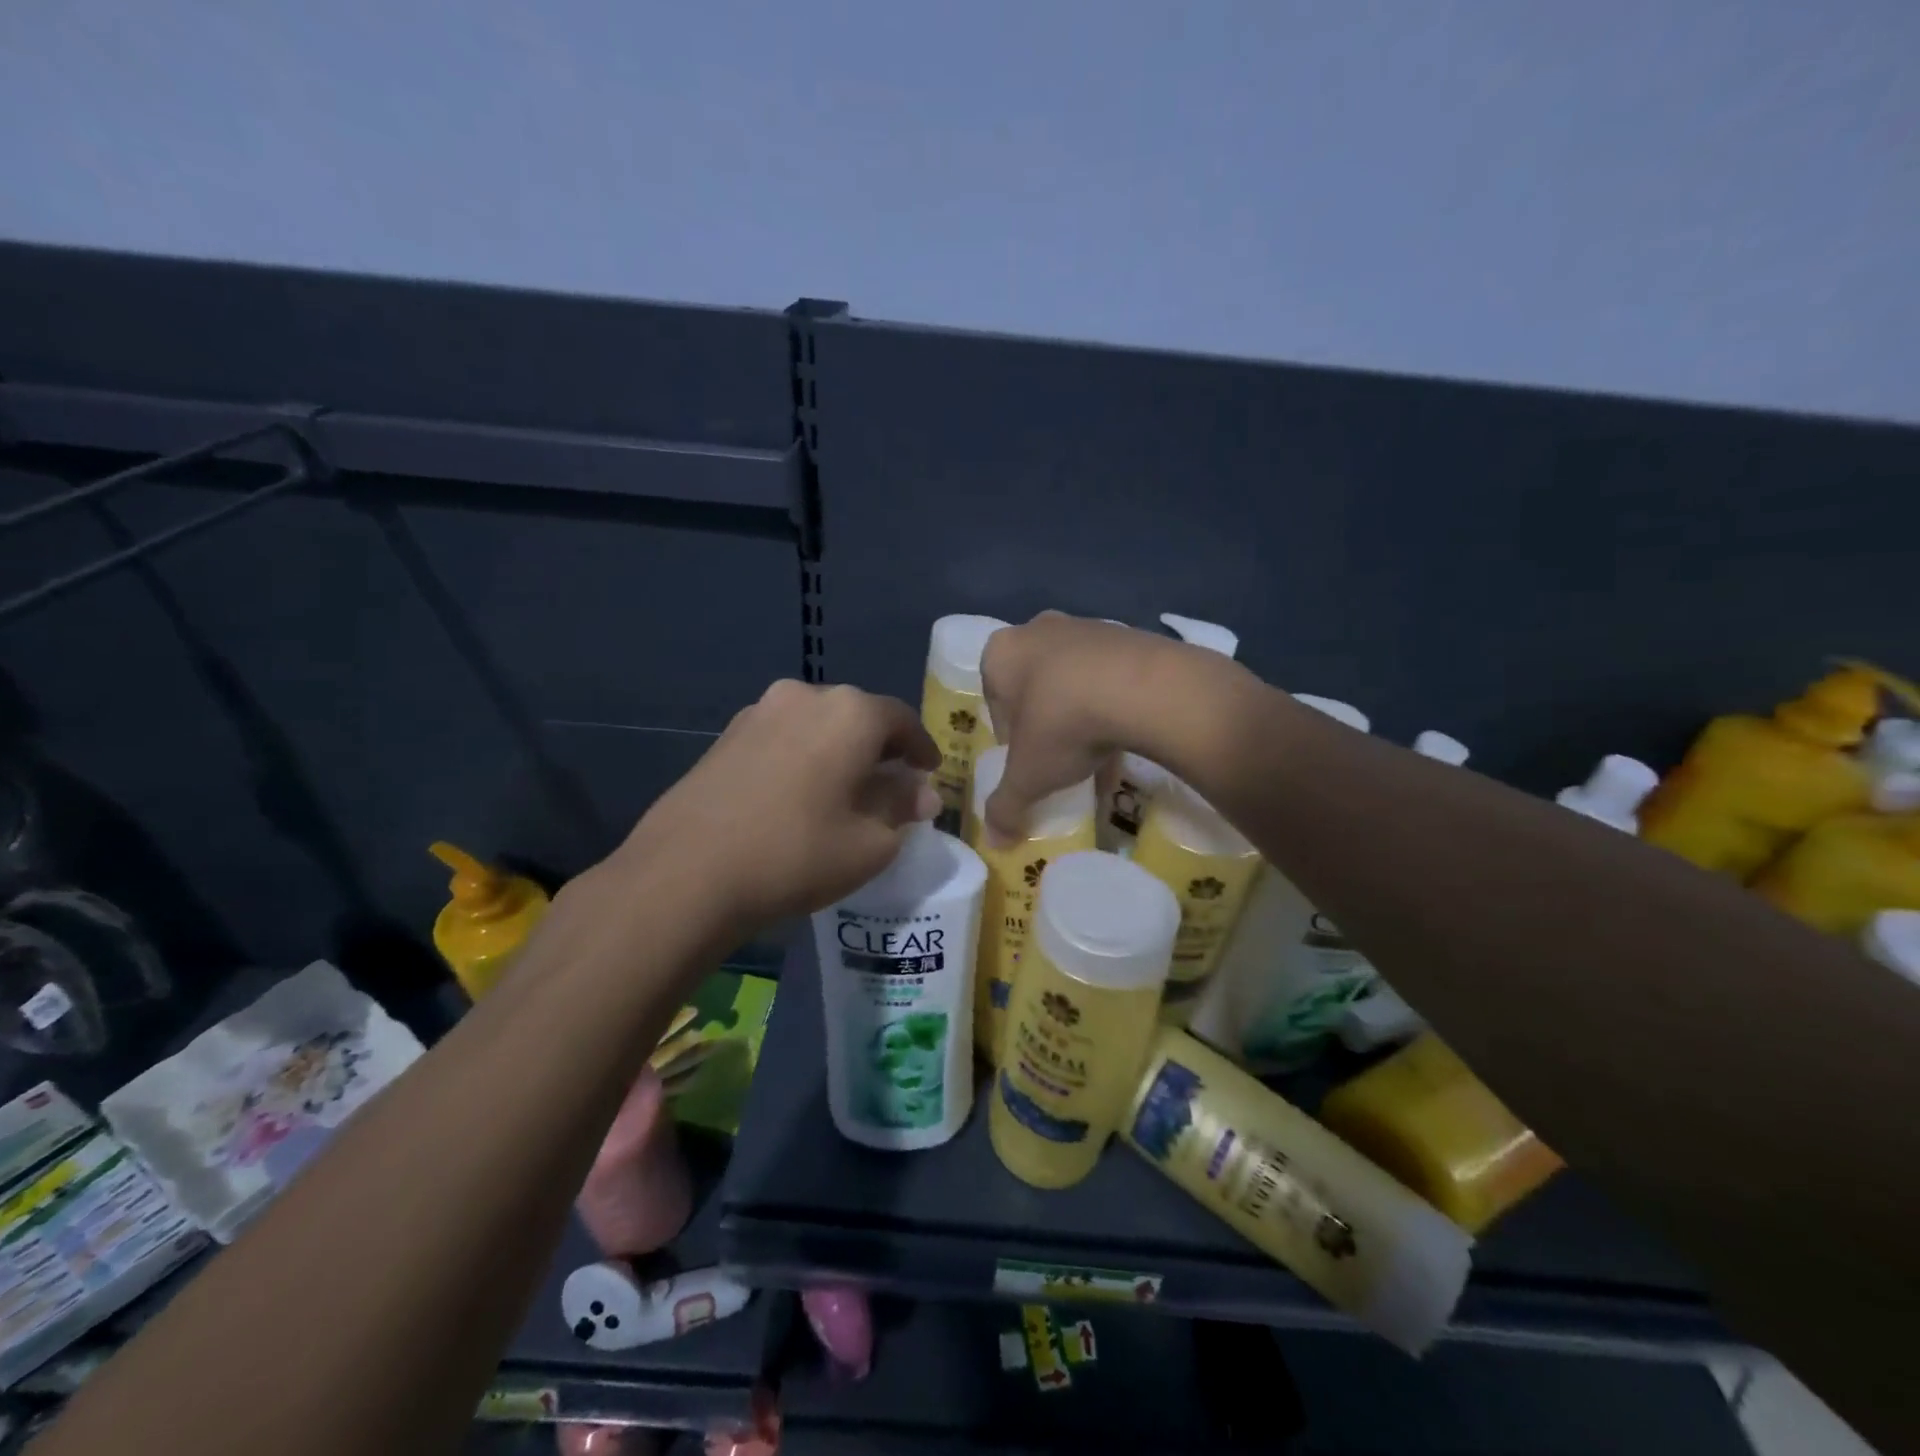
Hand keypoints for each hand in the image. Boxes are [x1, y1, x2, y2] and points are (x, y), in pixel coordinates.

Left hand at [605, 681, 941, 933]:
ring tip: (844, 789)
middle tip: (891, 783)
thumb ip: (901, 808)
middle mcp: (805, 696)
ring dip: (838, 751)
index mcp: (850, 713)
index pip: (902, 720)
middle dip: (880, 748)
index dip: (922, 747)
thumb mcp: (870, 843)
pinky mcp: (726, 736)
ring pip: (817, 725)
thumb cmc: (797, 854)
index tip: (930, 772)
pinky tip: (799, 793)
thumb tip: (921, 794)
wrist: (687, 872)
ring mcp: (759, 712)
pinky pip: (783, 738)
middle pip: (858, 717)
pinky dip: (803, 757)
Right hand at [979, 613, 1208, 841]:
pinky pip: (1111, 678)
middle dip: (1044, 722)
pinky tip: (1125, 744)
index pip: (994, 699)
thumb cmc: (1062, 724)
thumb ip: (1006, 806)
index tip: (1025, 760)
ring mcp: (1087, 628)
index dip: (1008, 735)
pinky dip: (1113, 708)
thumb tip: (993, 842)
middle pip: (1034, 686)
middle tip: (1057, 757)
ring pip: (1074, 681)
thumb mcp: (1028, 775)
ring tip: (1096, 757)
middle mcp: (1039, 631)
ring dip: (1080, 716)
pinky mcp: (1129, 636)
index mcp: (1002, 653)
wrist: (1142, 688)